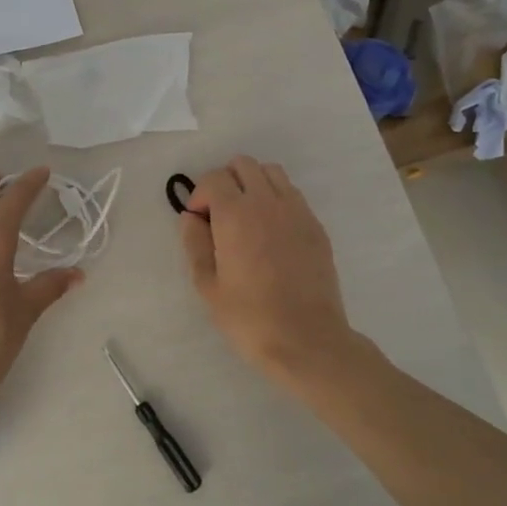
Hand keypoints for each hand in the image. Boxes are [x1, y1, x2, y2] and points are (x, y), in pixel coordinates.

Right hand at [179, 156, 361, 387]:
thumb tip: (191, 218)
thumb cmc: (249, 317)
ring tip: (247, 217)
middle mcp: (267, 202)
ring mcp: (297, 211)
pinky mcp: (316, 226)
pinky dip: (276, 200)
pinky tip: (272, 233)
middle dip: (226, 182)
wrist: (307, 340)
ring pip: (271, 172)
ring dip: (254, 184)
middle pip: (243, 165)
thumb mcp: (207, 285)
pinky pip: (293, 195)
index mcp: (235, 214)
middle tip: (220, 215)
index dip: (201, 195)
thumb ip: (194, 244)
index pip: (214, 178)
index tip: (199, 222)